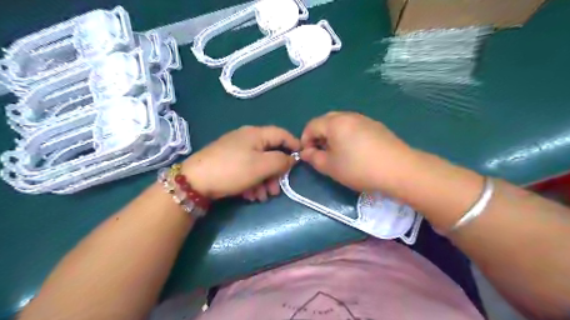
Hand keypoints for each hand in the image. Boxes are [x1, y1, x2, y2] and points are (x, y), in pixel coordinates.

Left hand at [182, 125, 299, 198]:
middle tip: (276, 190)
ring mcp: (236, 150)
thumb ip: (281, 160)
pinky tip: (250, 195)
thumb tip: (292, 158)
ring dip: (264, 181)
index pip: (282, 134)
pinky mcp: (228, 162)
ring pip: (258, 164)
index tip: (301, 160)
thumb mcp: (262, 166)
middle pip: (270, 153)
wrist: (195, 181)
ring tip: (261, 197)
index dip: (294, 145)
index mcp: (256, 134)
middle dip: (276, 173)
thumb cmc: (233, 170)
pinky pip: (246, 169)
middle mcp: (247, 139)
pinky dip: (252, 182)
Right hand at [300, 113, 416, 192]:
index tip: (307, 155)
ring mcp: (364, 119)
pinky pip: (354, 127)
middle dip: (318, 136)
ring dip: (332, 135)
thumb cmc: (359, 168)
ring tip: (336, 153)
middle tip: (320, 153)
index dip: (305, 140)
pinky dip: (346, 135)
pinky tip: (354, 151)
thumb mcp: (330, 167)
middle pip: (326, 121)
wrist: (399, 169)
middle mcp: (348, 116)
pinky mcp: (376, 126)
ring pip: (340, 123)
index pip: (311, 125)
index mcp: (334, 123)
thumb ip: (313, 158)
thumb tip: (306, 153)